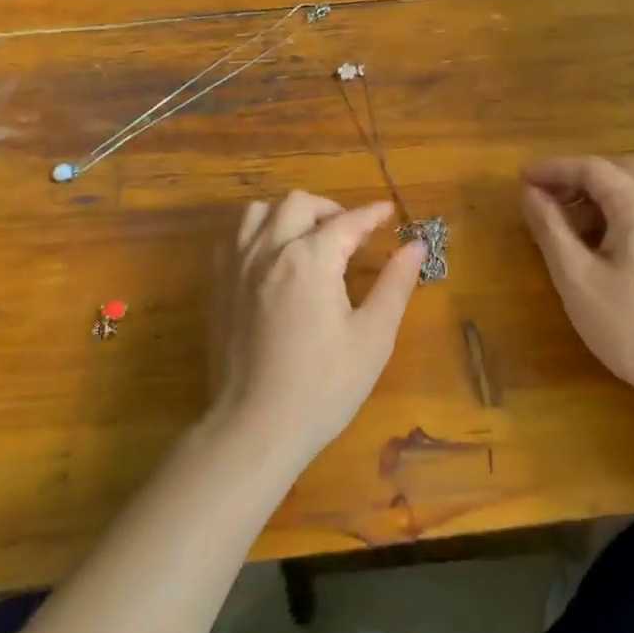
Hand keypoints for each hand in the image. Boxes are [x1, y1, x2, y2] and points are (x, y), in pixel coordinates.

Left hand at [207, 191, 425, 464]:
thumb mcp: (372, 338)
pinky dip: (257, 234)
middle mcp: (269, 251)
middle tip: (351, 233)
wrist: (255, 428)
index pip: (348, 221)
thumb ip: (395, 284)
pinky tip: (272, 259)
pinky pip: (233, 239)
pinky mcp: (217, 288)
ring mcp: (237, 267)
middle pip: (298, 203)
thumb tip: (416, 246)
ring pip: (258, 212)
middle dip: (330, 209)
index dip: (373, 214)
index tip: (390, 213)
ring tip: (309, 238)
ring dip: (288, 214)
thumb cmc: (323, 387)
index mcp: (310, 259)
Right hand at [520, 157, 633, 402]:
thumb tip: (530, 194)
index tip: (521, 179)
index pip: (593, 168)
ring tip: (562, 221)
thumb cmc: (630, 325)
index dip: (553, 169)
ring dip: (597, 195)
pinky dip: (616, 212)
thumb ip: (551, 229)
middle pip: (618, 171)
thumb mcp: (577, 277)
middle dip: (577, 177)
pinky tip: (595, 243)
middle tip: (543, 196)